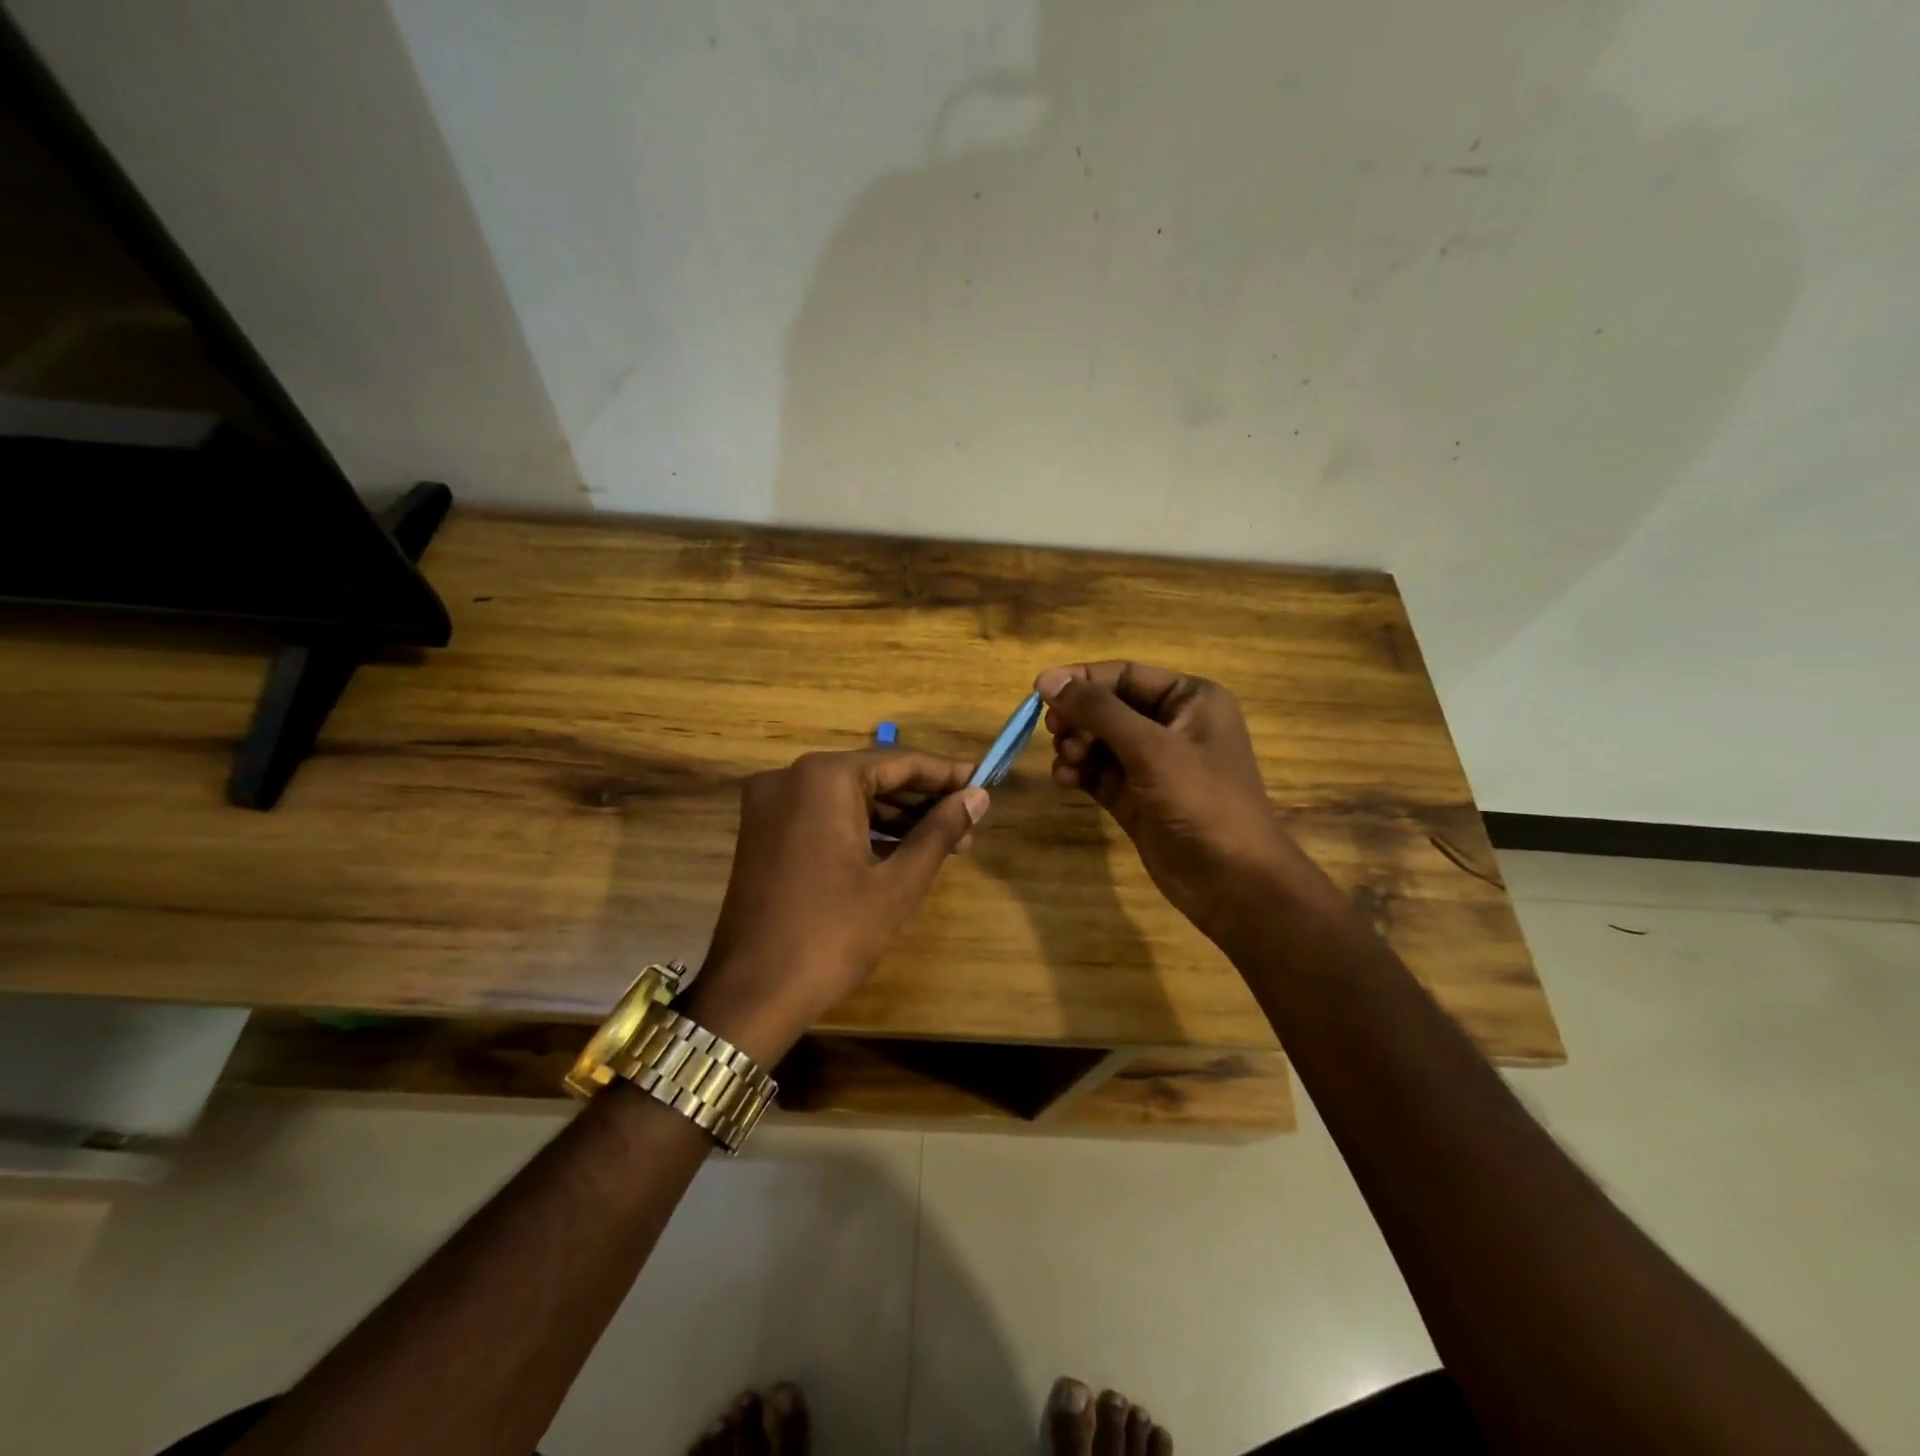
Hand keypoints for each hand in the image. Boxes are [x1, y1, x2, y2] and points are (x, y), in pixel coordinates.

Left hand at [684, 749, 988, 1062]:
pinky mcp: (763, 831)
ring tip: (947, 842)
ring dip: (895, 817)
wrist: (752, 994)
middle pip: (872, 776)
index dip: (946, 775)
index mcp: (823, 778)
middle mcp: (791, 777)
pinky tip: (901, 849)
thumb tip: (978, 796)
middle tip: (968, 824)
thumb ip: (940, 831)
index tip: (983, 784)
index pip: (899, 762)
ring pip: (848, 797)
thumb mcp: (897, 883)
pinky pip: (824, 815)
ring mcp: (770, 804)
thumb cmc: (832, 934)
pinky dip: (861, 828)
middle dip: (922, 801)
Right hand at [1036, 662, 1298, 945]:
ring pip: (1099, 741)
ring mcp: (1154, 764)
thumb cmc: (1201, 801)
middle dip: (1078, 718)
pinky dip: (1080, 773)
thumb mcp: (1150, 748)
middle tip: (1054, 732)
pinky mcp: (1137, 797)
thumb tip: (1047, 679)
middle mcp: (1172, 725)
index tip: (1039, 691)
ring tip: (1067, 763)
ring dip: (1076, 747)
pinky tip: (1066, 781)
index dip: (1082, 679)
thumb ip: (1098, 711)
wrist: (1233, 882)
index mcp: (1190, 699)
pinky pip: (1099, 773)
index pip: (1125, 675)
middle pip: (1108, 707)